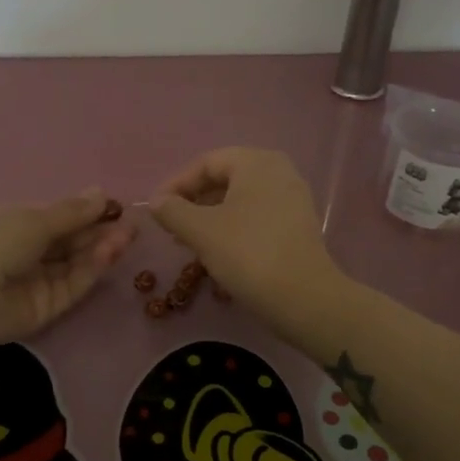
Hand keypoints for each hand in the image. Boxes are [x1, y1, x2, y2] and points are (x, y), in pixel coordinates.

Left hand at [0, 189, 135, 345]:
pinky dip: (90, 270)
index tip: (116, 208)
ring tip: (125, 236)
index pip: (59, 221)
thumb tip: (101, 193)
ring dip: (100, 251)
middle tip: (130, 225)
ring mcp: (36, 283)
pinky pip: (71, 287)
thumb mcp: (35, 218)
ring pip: (75, 266)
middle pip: (71, 245)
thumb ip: (72, 213)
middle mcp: (27, 254)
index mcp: (17, 226)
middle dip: (100, 233)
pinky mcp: (44, 310)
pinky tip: (108, 253)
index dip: (88, 215)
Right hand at [149, 148, 344, 336]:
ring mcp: (292, 199)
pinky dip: (233, 228)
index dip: (176, 184)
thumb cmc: (248, 254)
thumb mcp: (201, 231)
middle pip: (225, 179)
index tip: (155, 210)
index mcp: (256, 162)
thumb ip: (173, 211)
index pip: (206, 163)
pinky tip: (218, 251)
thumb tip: (156, 201)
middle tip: (170, 226)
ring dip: (210, 217)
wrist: (304, 298)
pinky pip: (257, 216)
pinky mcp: (298, 225)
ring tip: (189, 241)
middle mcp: (279, 171)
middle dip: (193, 201)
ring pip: (240, 200)